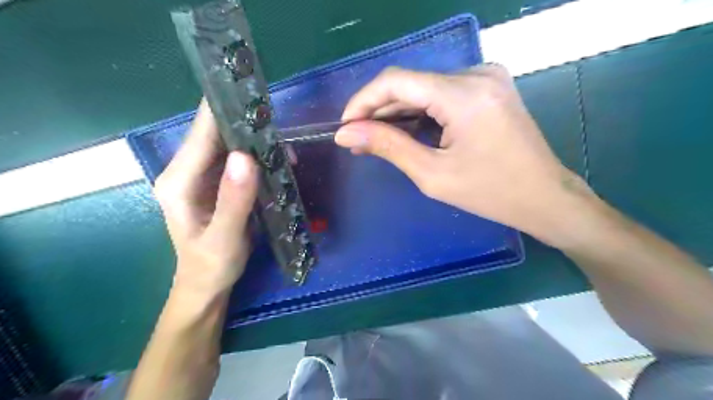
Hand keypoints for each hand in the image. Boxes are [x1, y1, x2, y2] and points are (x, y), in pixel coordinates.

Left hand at [154, 101, 260, 292]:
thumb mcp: (223, 238)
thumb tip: (247, 157)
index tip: (249, 93)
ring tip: (285, 147)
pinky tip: (279, 162)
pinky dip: (259, 158)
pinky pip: (239, 162)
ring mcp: (204, 177)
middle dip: (247, 126)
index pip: (201, 134)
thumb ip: (233, 200)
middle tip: (278, 123)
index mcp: (179, 181)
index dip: (222, 111)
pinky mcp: (219, 184)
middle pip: (216, 135)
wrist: (207, 284)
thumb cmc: (211, 265)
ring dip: (257, 143)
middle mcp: (187, 172)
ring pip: (231, 147)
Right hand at [334, 66, 590, 243]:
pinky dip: (419, 112)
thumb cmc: (490, 193)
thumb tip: (346, 133)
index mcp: (464, 94)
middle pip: (410, 83)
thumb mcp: (432, 174)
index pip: (396, 81)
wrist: (544, 197)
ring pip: (424, 88)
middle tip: (357, 139)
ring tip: (376, 140)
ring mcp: (485, 77)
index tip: (346, 126)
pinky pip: (441, 93)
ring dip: (397, 112)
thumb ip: (388, 146)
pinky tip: (405, 132)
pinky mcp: (488, 87)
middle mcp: (476, 74)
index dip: (363, 101)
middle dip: (379, 111)